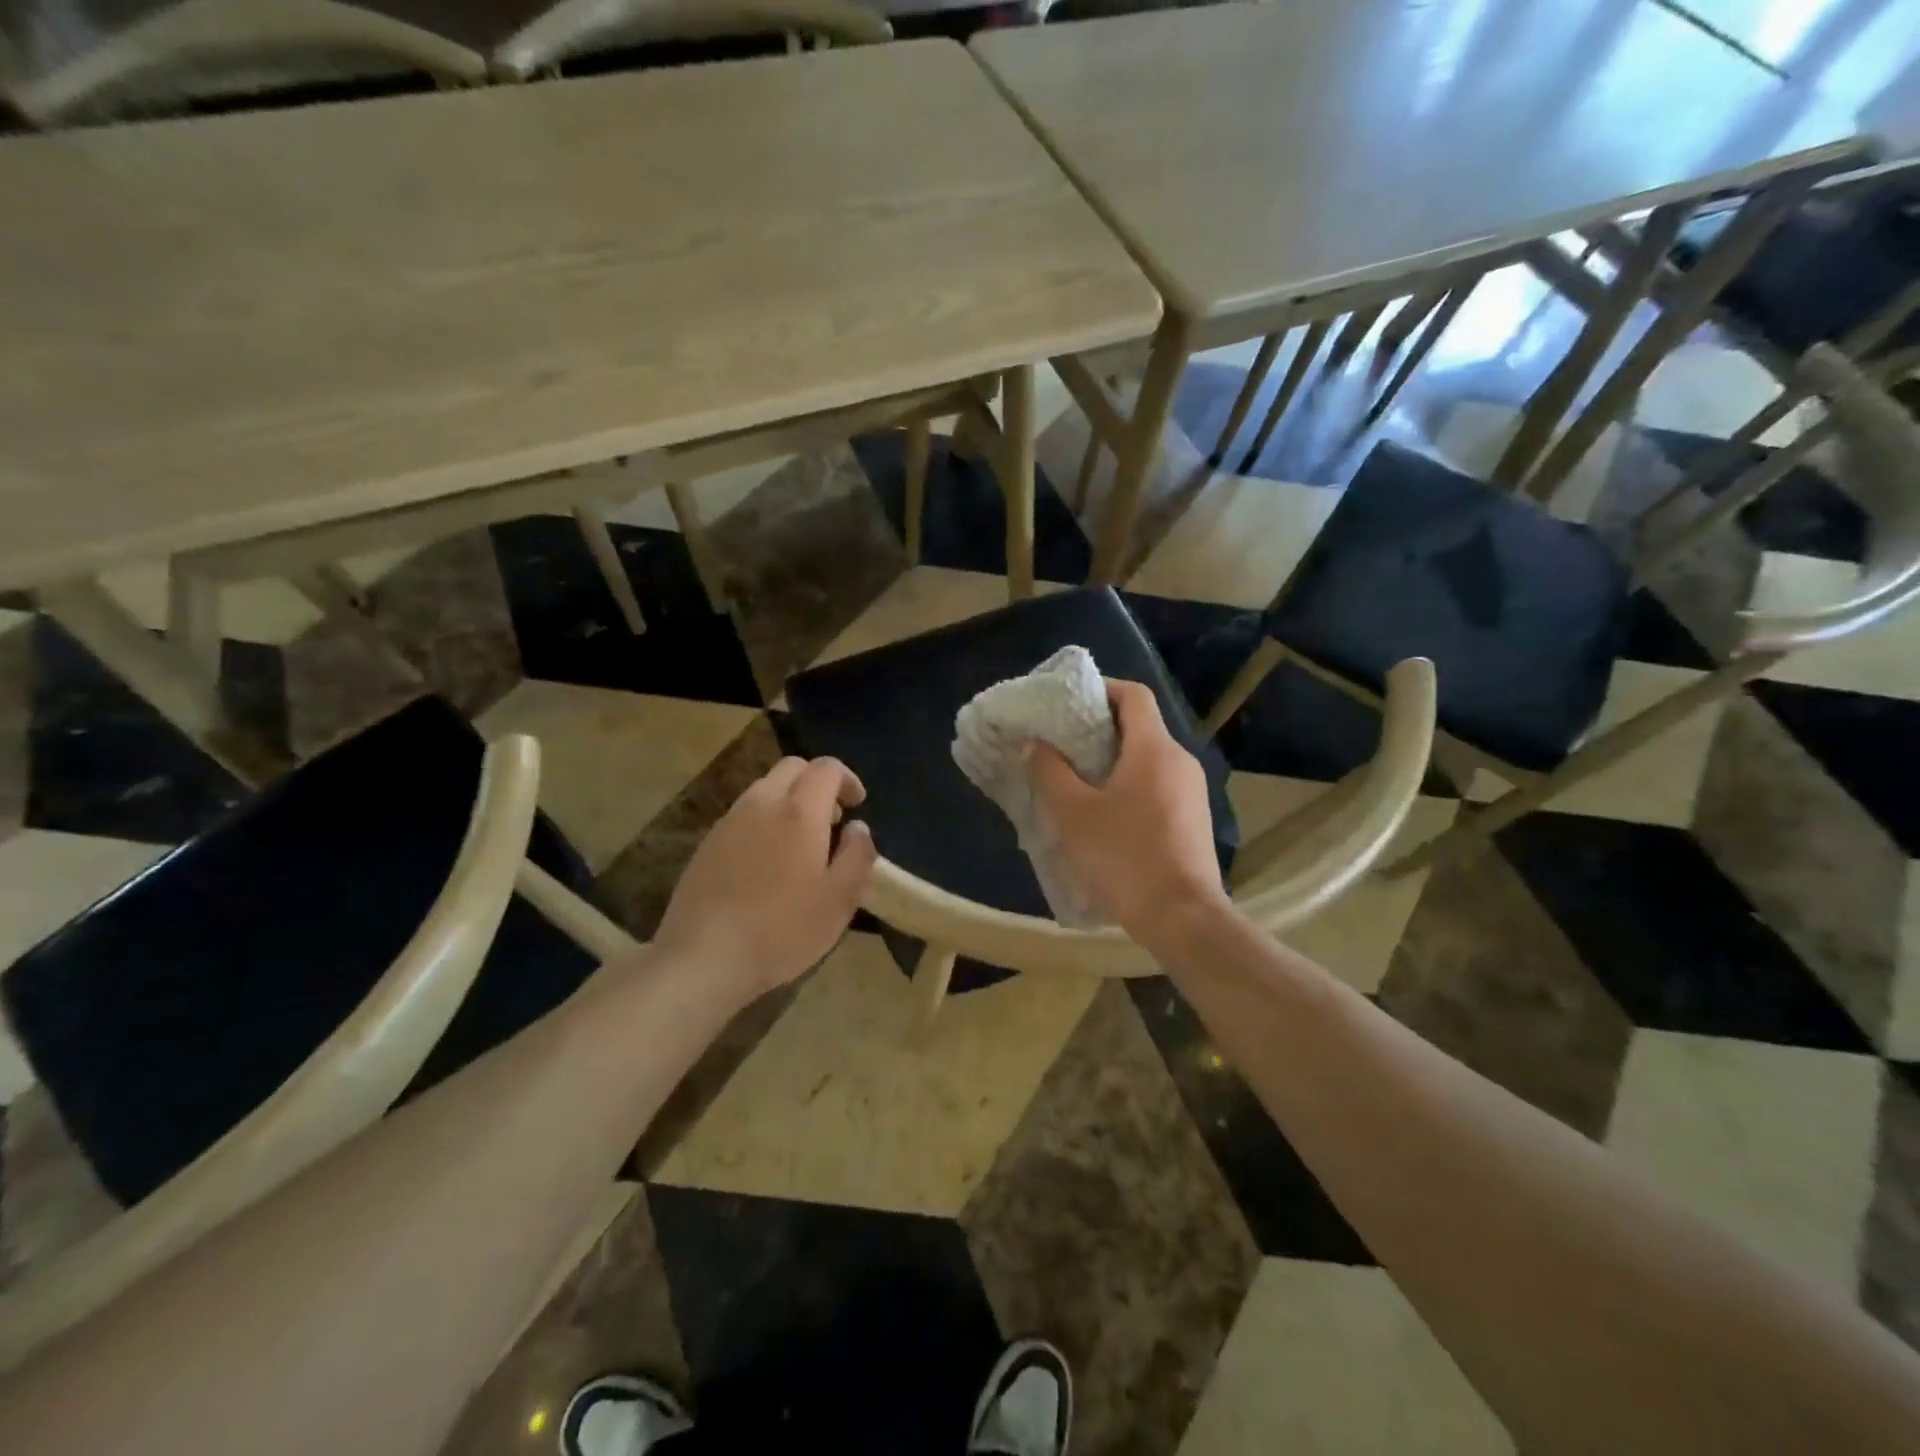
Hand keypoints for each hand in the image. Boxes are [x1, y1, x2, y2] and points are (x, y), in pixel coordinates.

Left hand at [653, 756, 876, 999]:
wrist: (704, 957)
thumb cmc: (783, 929)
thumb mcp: (840, 899)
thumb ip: (858, 855)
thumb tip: (859, 829)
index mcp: (799, 811)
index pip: (826, 768)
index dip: (847, 779)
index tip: (858, 805)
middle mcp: (762, 803)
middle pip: (793, 768)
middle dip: (817, 783)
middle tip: (832, 819)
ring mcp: (729, 821)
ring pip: (765, 789)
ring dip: (790, 801)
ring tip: (802, 843)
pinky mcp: (708, 843)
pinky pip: (744, 814)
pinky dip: (765, 821)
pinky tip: (768, 863)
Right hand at [1029, 679, 1228, 942]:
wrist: (1183, 917)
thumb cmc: (1124, 857)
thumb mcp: (1073, 814)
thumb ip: (1050, 772)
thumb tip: (1035, 744)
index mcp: (1154, 748)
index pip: (1133, 694)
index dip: (1101, 689)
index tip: (1069, 704)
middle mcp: (1180, 759)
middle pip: (1140, 725)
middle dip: (1099, 728)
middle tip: (1062, 744)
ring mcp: (1193, 790)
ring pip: (1148, 757)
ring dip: (1114, 760)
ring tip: (1077, 780)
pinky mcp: (1194, 818)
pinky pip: (1159, 784)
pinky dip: (1131, 784)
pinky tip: (1105, 813)